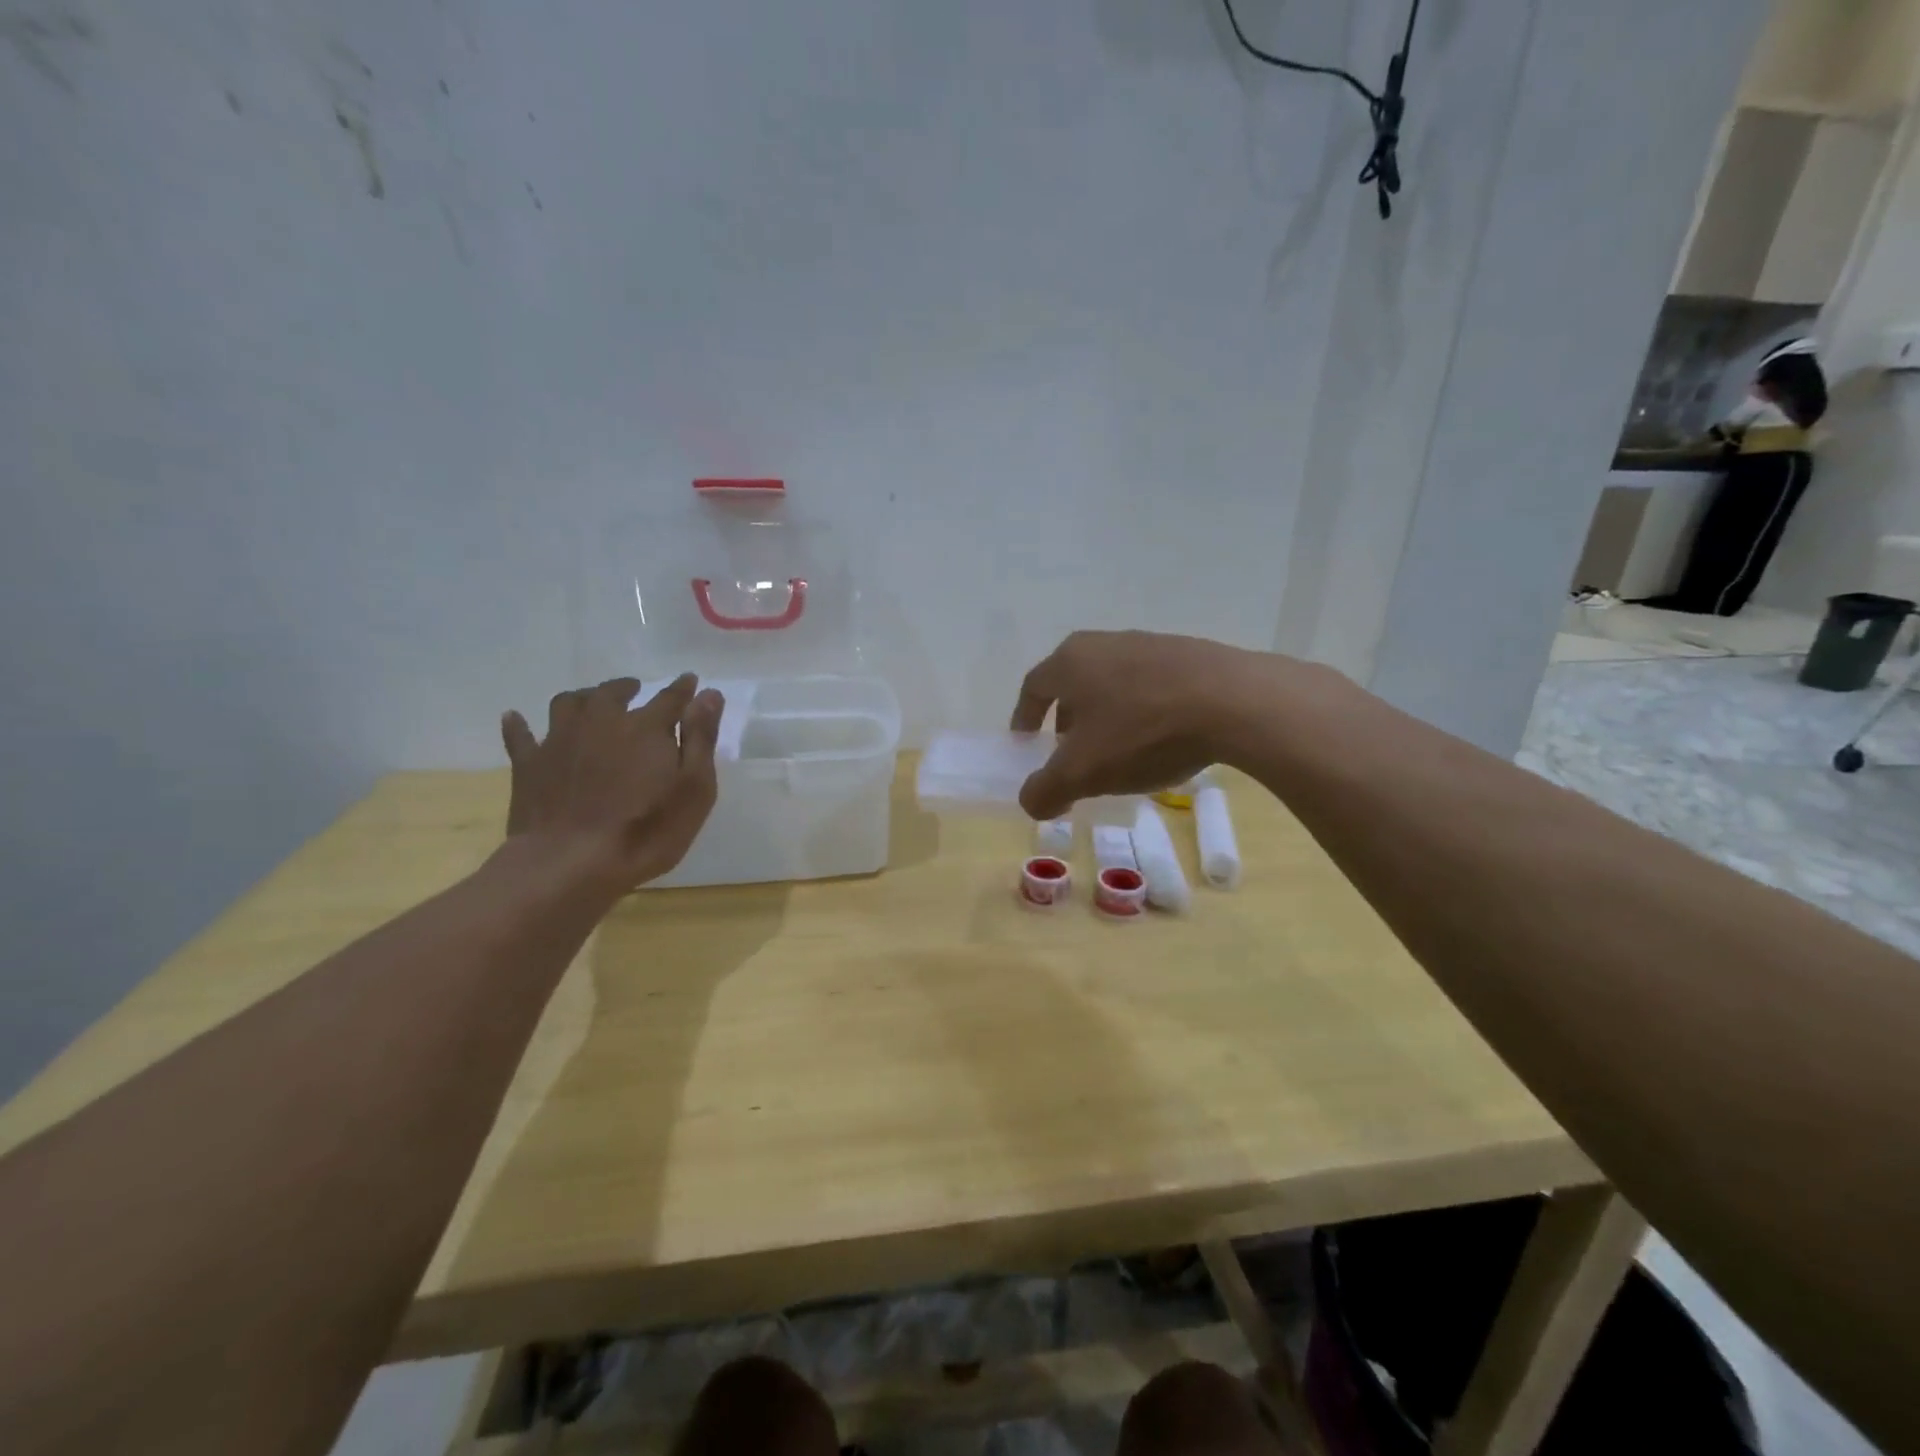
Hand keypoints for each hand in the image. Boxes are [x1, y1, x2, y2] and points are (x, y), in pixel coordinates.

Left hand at [500, 674, 722, 890]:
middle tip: (635, 689)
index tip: (690, 680)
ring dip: (583, 697)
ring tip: (591, 701)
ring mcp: (560, 741)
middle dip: (627, 687)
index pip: (670, 698)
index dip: (683, 689)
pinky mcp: (529, 765)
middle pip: (613, 693)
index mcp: (645, 728)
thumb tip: (709, 694)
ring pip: (568, 703)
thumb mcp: (694, 788)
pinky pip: (520, 736)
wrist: (570, 863)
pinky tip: (516, 718)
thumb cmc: (646, 830)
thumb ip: (701, 738)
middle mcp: (601, 722)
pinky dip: (519, 725)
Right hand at [1009, 631, 1278, 818]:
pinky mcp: (1190, 654)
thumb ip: (1047, 790)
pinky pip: (1152, 686)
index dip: (1024, 718)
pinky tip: (1163, 740)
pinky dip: (1144, 712)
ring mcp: (1150, 644)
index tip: (1026, 744)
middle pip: (1074, 683)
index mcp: (1071, 662)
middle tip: (1072, 752)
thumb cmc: (1142, 732)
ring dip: (1108, 716)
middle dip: (1067, 720)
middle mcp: (1105, 643)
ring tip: (1120, 751)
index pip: (1033, 687)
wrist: (1234, 702)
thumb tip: (1030, 802)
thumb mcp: (1083, 773)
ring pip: (1114, 683)